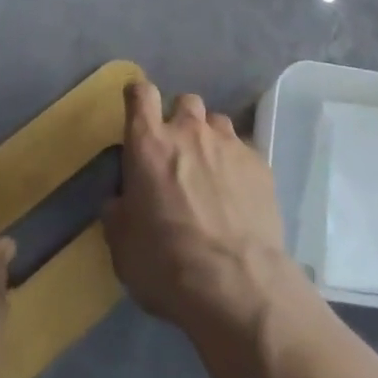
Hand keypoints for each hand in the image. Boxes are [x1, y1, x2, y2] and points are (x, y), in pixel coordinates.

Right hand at [103, 82, 309, 343]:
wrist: (236, 282)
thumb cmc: (166, 264)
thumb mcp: (123, 247)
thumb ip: (118, 214)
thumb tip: (119, 201)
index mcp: (150, 145)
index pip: (141, 95)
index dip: (138, 96)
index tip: (137, 105)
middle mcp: (189, 132)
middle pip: (184, 102)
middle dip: (179, 118)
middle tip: (176, 151)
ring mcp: (229, 143)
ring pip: (216, 121)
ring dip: (209, 138)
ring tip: (210, 170)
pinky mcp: (259, 162)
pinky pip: (243, 149)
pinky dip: (235, 164)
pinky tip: (237, 193)